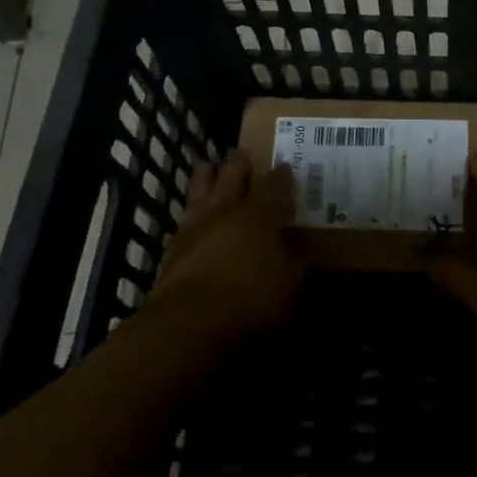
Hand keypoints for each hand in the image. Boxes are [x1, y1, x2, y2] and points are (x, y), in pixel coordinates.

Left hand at [147, 149, 305, 342]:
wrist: (190, 323)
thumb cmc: (251, 300)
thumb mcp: (290, 286)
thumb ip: (297, 267)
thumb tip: (304, 256)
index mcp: (259, 215)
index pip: (274, 187)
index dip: (281, 176)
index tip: (286, 166)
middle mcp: (225, 212)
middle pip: (232, 177)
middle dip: (239, 163)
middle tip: (242, 152)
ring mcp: (194, 227)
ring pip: (199, 190)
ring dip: (205, 176)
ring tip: (206, 165)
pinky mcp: (172, 249)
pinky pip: (183, 219)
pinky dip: (189, 212)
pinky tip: (190, 215)